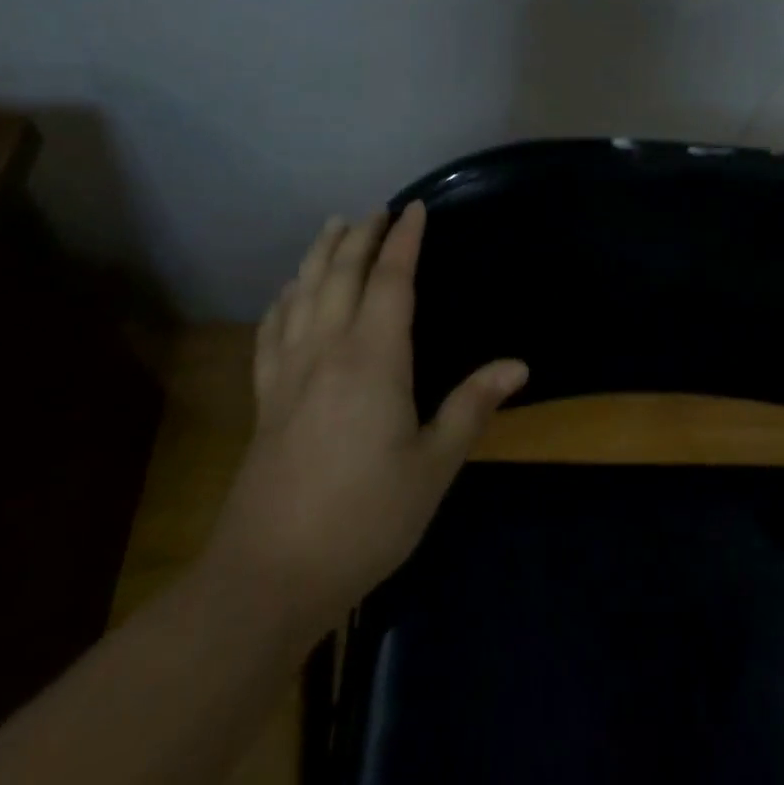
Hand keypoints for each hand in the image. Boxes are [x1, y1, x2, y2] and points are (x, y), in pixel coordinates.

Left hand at [201, 203, 527, 628]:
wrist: (268, 576)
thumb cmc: (365, 519)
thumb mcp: (432, 467)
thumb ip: (471, 407)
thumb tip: (518, 365)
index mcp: (373, 358)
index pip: (390, 280)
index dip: (404, 240)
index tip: (415, 208)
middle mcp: (327, 349)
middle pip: (340, 273)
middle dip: (360, 236)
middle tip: (377, 211)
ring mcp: (289, 371)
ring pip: (302, 292)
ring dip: (320, 254)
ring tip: (333, 226)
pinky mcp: (265, 398)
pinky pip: (271, 330)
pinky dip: (283, 299)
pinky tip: (287, 293)